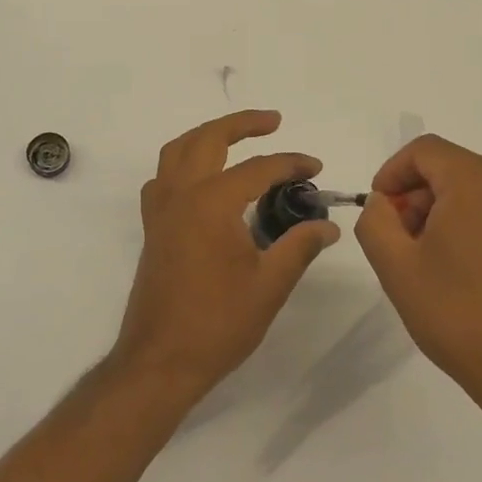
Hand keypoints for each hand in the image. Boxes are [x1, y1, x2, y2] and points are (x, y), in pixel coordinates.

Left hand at [113, 110, 339, 402]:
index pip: (258, 168)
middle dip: (241, 124)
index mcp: (212, 202)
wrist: (160, 360)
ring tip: (236, 137)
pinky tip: (203, 179)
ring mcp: (161, 210)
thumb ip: (300, 247)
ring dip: (207, 135)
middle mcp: (181, 194)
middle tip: (273, 121)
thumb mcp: (270, 285)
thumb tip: (328, 225)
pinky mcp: (152, 227)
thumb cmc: (218, 323)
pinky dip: (183, 163)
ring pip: (178, 151)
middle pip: (208, 139)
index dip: (291, 163)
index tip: (316, 167)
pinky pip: (163, 177)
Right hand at [355, 134, 481, 407]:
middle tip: (400, 241)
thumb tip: (383, 202)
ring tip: (430, 259)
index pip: (423, 151)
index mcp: (477, 179)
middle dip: (417, 196)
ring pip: (474, 188)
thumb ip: (374, 221)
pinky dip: (473, 222)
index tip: (380, 210)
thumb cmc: (461, 316)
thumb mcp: (397, 268)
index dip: (392, 173)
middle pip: (450, 167)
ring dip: (443, 211)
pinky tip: (463, 267)